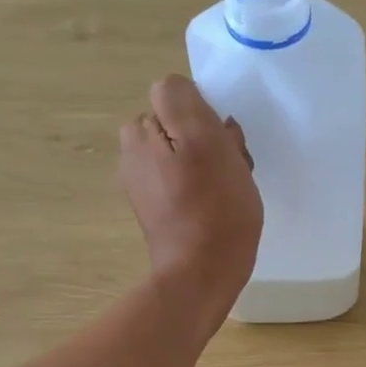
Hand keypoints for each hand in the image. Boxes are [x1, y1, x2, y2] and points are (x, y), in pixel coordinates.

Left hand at [119, 75, 261, 338]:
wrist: (203, 274)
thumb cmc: (212, 207)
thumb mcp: (204, 140)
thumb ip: (183, 101)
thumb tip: (180, 92)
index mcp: (139, 132)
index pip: (178, 97)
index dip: (206, 115)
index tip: (223, 142)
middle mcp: (134, 153)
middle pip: (182, 125)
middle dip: (210, 139)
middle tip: (231, 167)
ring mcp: (145, 184)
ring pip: (189, 153)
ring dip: (213, 163)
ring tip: (230, 189)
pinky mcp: (160, 210)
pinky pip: (187, 181)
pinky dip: (206, 188)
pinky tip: (220, 207)